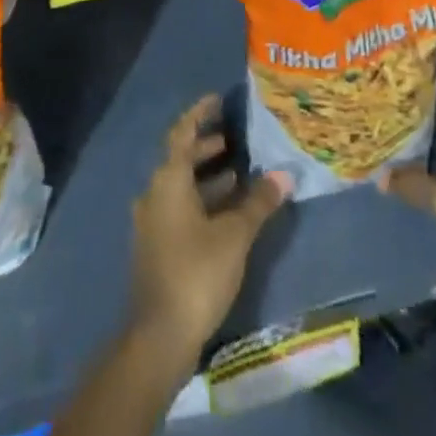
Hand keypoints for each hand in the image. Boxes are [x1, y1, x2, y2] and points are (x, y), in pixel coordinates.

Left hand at [127, 94, 290, 374]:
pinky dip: (201, 200)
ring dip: (206, 176)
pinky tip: (226, 212)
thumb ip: (258, 202)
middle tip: (236, 138)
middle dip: (207, 145)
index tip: (218, 98)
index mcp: (168, 180)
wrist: (159, 336)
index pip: (183, 132)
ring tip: (238, 173)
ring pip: (180, 185)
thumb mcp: (234, 235)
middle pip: (181, 158)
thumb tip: (284, 174)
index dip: (200, 113)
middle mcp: (154, 193)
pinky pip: (179, 208)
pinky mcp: (156, 246)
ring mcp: (152, 221)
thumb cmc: (196, 273)